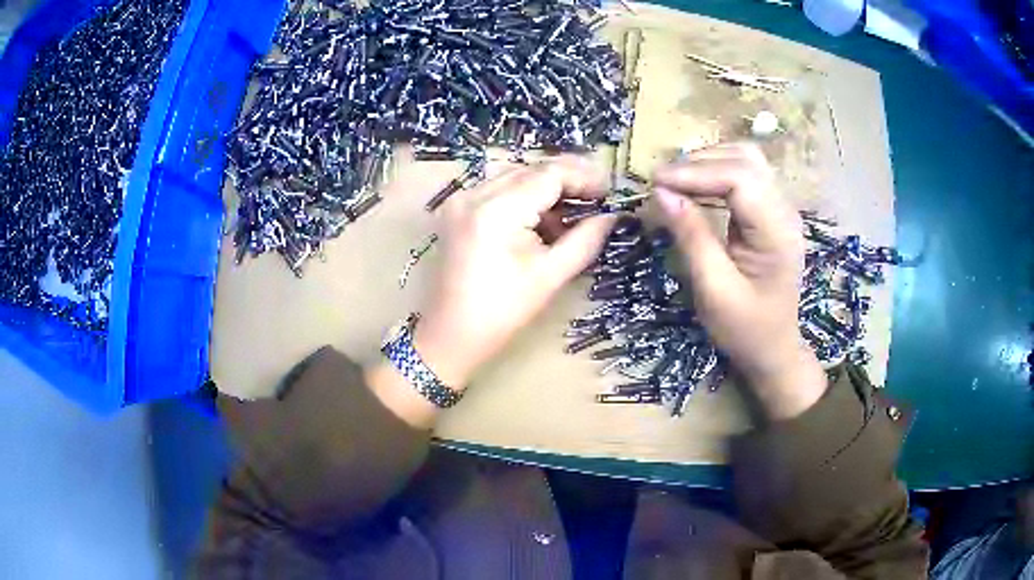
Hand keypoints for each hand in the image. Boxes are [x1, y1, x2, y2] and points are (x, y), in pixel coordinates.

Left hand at [414, 157, 615, 388]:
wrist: (450, 335)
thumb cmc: (502, 313)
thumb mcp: (550, 276)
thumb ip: (585, 239)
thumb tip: (612, 215)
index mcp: (496, 211)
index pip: (549, 174)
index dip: (584, 177)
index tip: (610, 191)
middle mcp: (473, 194)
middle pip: (531, 169)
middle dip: (567, 180)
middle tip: (598, 197)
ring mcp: (460, 200)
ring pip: (514, 176)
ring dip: (546, 187)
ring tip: (574, 209)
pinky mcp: (456, 210)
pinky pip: (497, 189)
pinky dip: (524, 197)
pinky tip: (542, 218)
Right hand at [653, 143, 825, 419]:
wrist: (774, 349)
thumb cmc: (745, 329)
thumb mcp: (714, 291)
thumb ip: (692, 237)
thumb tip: (661, 192)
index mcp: (777, 232)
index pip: (740, 177)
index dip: (695, 172)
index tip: (656, 183)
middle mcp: (785, 211)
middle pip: (745, 159)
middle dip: (699, 162)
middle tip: (661, 182)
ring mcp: (782, 209)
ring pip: (746, 160)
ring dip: (708, 162)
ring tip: (675, 181)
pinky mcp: (772, 212)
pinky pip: (746, 175)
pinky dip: (716, 172)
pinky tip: (696, 185)